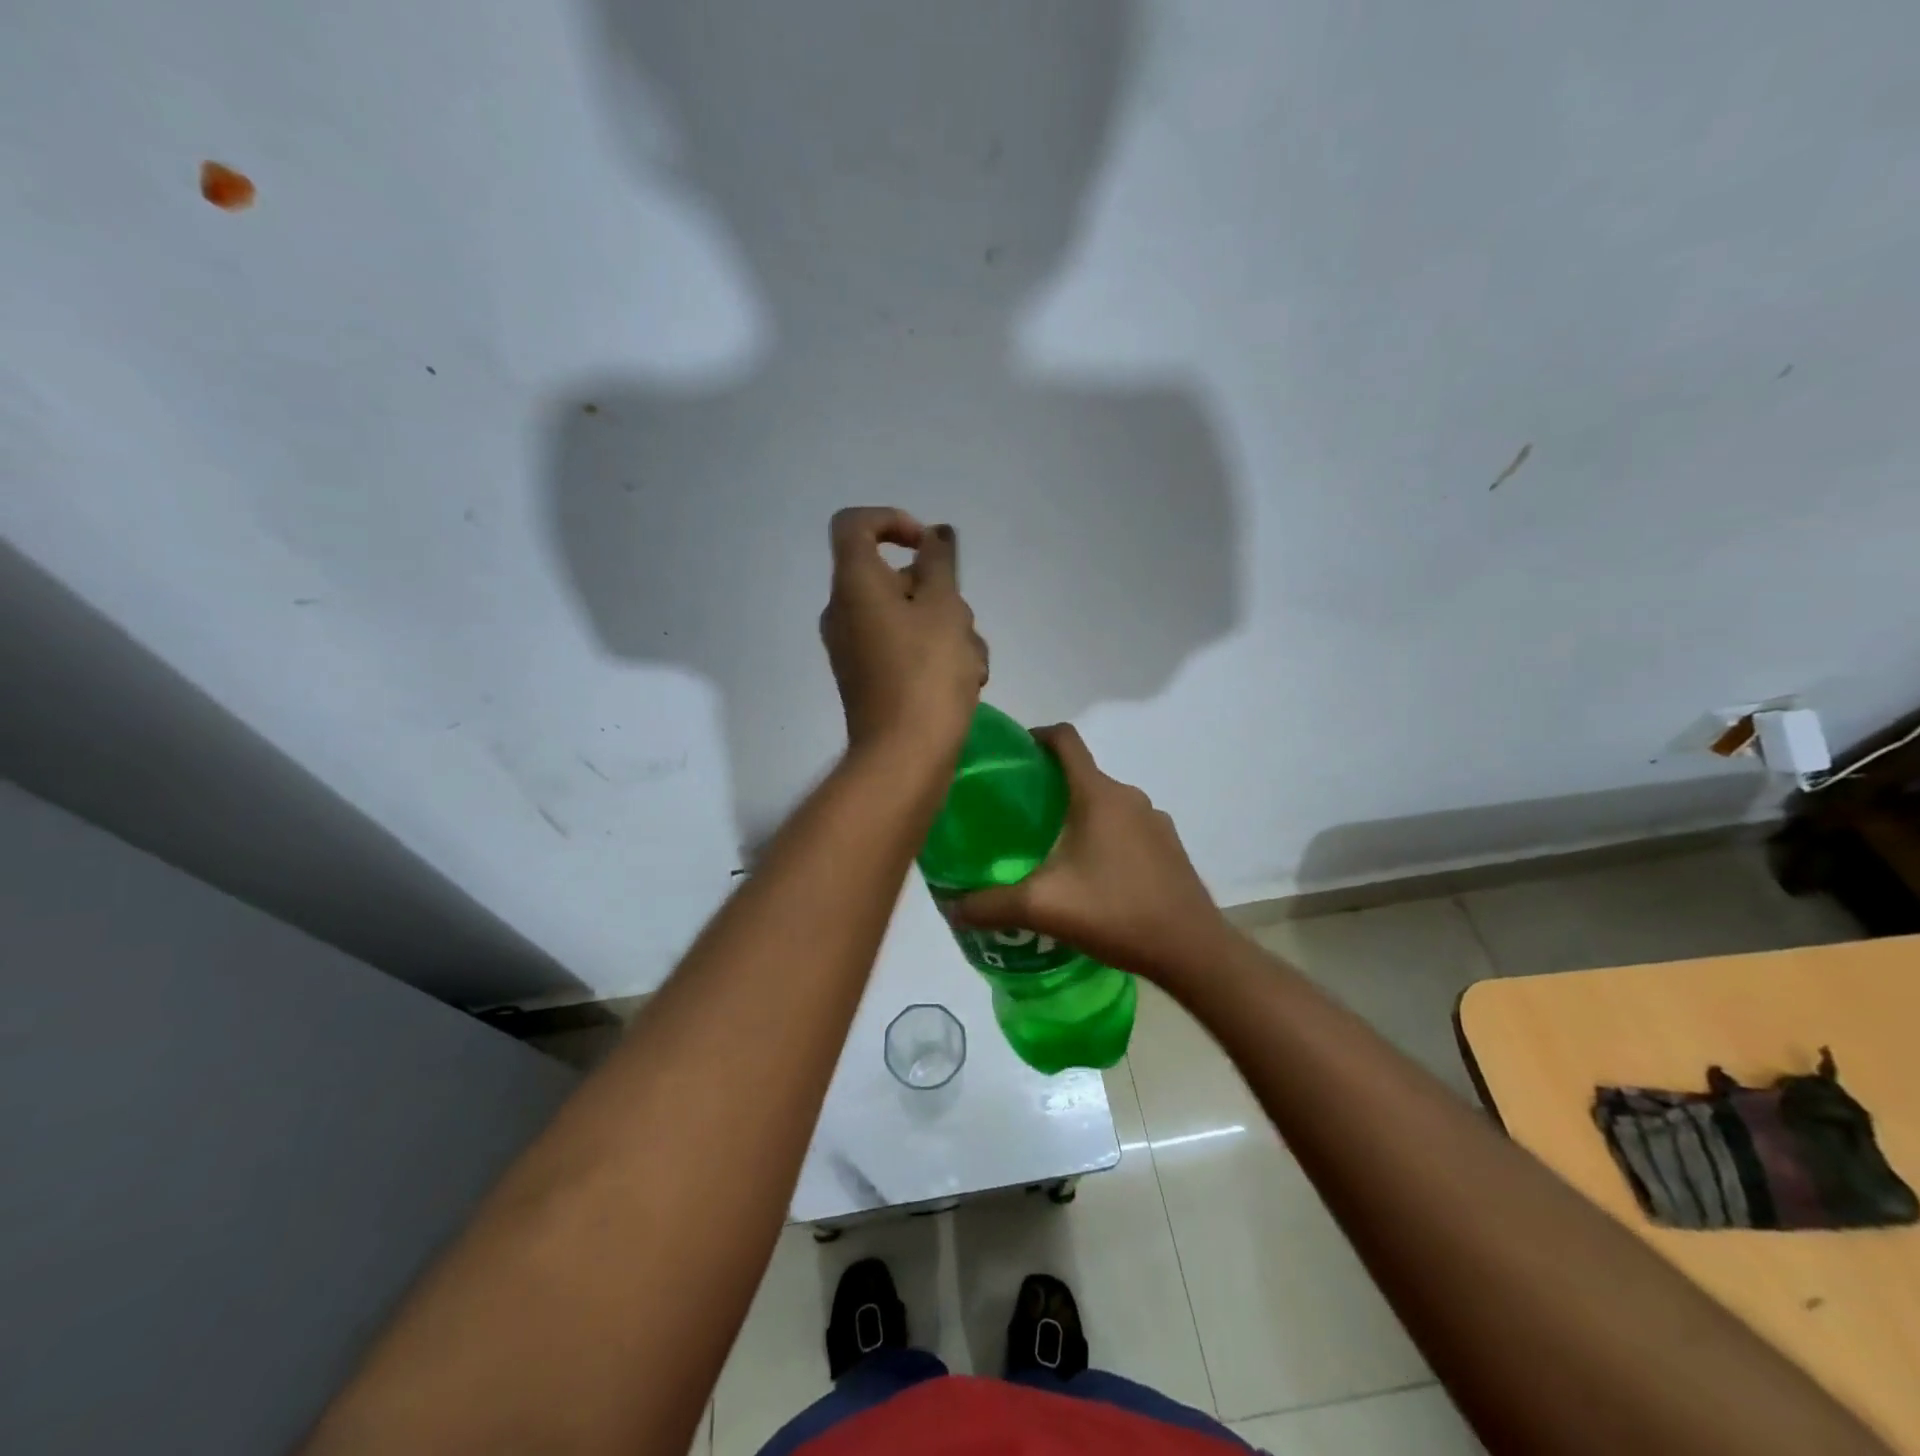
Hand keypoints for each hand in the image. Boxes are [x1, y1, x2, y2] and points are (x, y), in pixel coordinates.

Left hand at [820, 507, 987, 760]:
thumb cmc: (927, 674)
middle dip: (940, 594)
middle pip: (894, 578)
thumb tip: (935, 535)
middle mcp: (845, 612)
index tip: (928, 547)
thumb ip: (940, 563)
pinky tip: (965, 683)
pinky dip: (934, 656)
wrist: (904, 756)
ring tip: (972, 664)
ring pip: (909, 618)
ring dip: (948, 630)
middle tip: (962, 623)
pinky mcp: (869, 679)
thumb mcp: (945, 609)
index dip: (892, 521)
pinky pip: (904, 649)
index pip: (855, 525)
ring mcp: (855, 649)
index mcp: (853, 585)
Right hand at [947, 724, 1225, 984]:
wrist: (1193, 950)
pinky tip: (1088, 876)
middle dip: (1046, 787)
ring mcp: (1154, 821)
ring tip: (1046, 850)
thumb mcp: (1043, 908)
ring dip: (1074, 815)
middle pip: (1080, 774)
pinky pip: (1125, 827)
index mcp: (1098, 794)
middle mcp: (1128, 796)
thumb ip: (991, 904)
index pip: (1064, 739)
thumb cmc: (1116, 912)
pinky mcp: (1168, 846)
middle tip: (1014, 817)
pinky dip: (1101, 836)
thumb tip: (951, 905)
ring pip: (1103, 803)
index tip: (1008, 757)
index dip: (1033, 736)